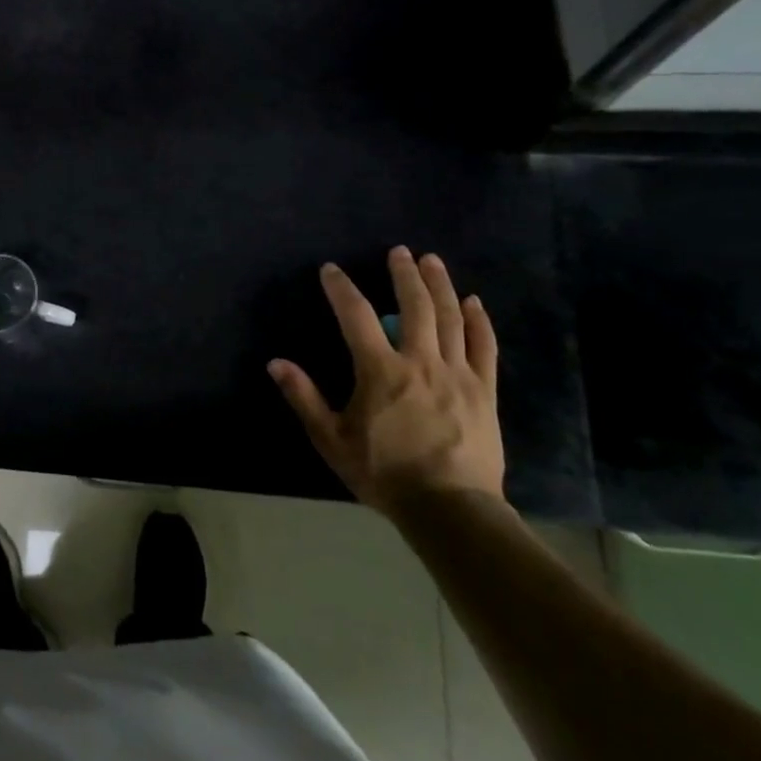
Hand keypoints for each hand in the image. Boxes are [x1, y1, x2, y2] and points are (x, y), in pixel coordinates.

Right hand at [268, 247, 503, 520]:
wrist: (450, 509)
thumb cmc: (384, 473)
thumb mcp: (332, 439)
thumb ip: (305, 397)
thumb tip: (275, 363)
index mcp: (381, 371)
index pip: (356, 316)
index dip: (342, 289)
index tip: (331, 269)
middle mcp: (420, 362)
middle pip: (415, 306)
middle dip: (404, 274)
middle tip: (399, 251)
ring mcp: (458, 374)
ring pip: (451, 318)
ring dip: (440, 285)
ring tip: (432, 260)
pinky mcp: (484, 391)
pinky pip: (484, 347)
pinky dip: (479, 321)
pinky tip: (474, 302)